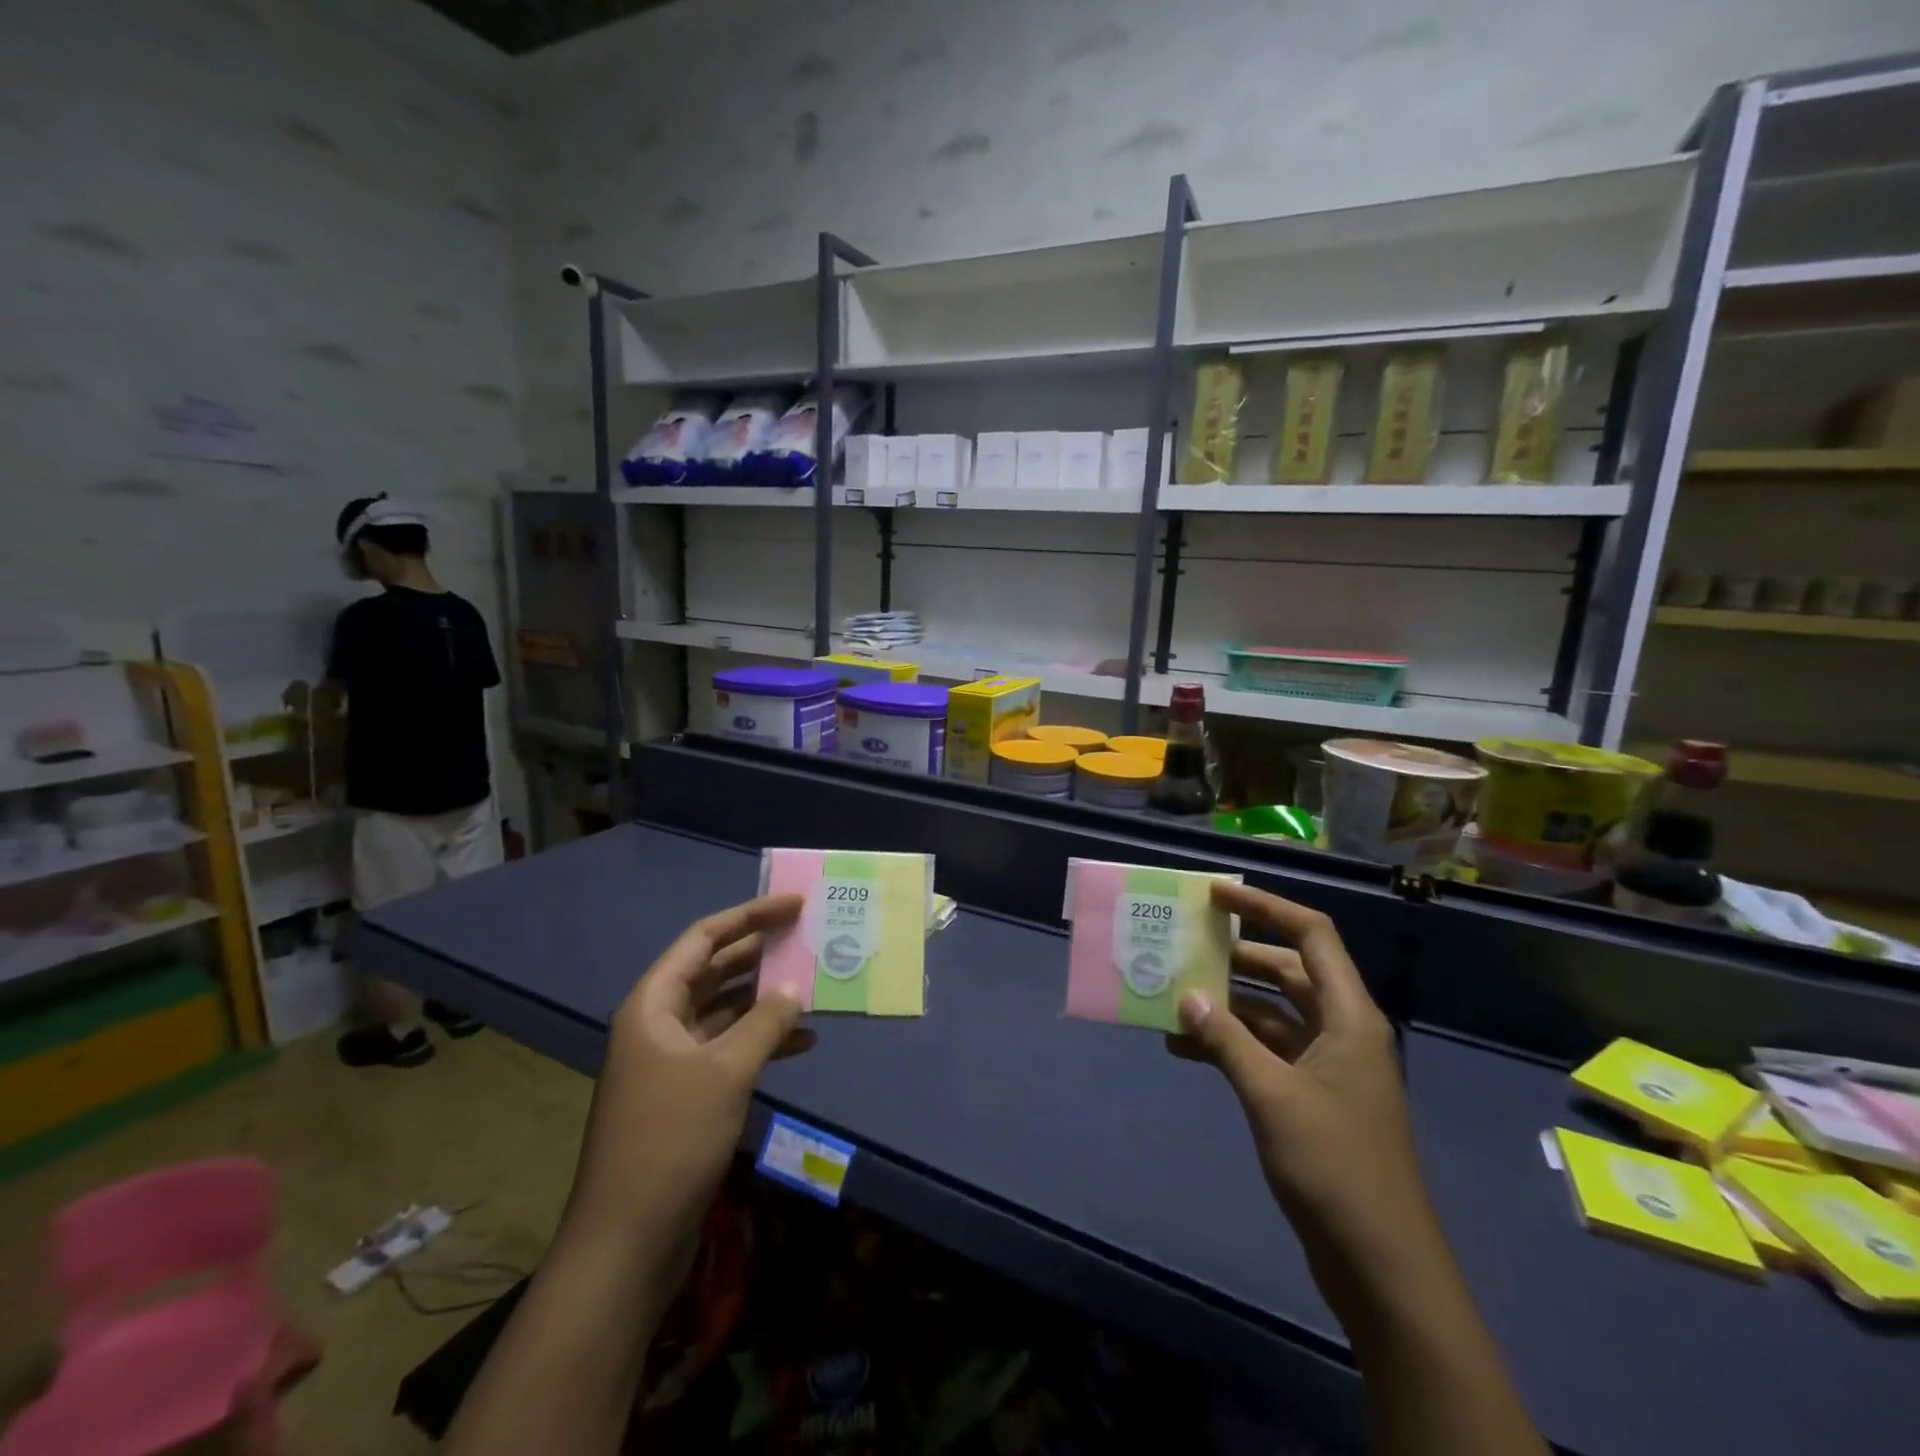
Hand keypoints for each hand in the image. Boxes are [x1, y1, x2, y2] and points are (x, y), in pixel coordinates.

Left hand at [562, 894, 812, 1261]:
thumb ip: (766, 1022)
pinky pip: (728, 1049)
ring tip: (812, 984)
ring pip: (725, 1010)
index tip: (794, 904)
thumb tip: (796, 987)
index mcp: (654, 1004)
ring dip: (765, 998)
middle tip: (807, 935)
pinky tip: (802, 1042)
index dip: (750, 915)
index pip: (704, 939)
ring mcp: (671, 1061)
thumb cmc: (671, 1140)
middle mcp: (658, 1024)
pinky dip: (762, 1041)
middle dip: (760, 952)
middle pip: (714, 970)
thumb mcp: (726, 1072)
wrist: (626, 1242)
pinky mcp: (685, 1094)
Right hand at [1169, 883, 1432, 1275]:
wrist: (1381, 1267)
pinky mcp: (1312, 1099)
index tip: (1215, 895)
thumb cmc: (1334, 1167)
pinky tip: (1184, 1049)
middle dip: (1236, 956)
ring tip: (1173, 997)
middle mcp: (1341, 1031)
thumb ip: (1226, 1039)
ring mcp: (1328, 1066)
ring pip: (1271, 1013)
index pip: (1311, 935)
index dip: (1264, 907)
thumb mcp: (1271, 1095)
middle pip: (1287, 971)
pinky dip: (1229, 1045)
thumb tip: (1186, 995)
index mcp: (1349, 1017)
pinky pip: (1266, 1052)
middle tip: (1184, 944)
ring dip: (1226, 1005)